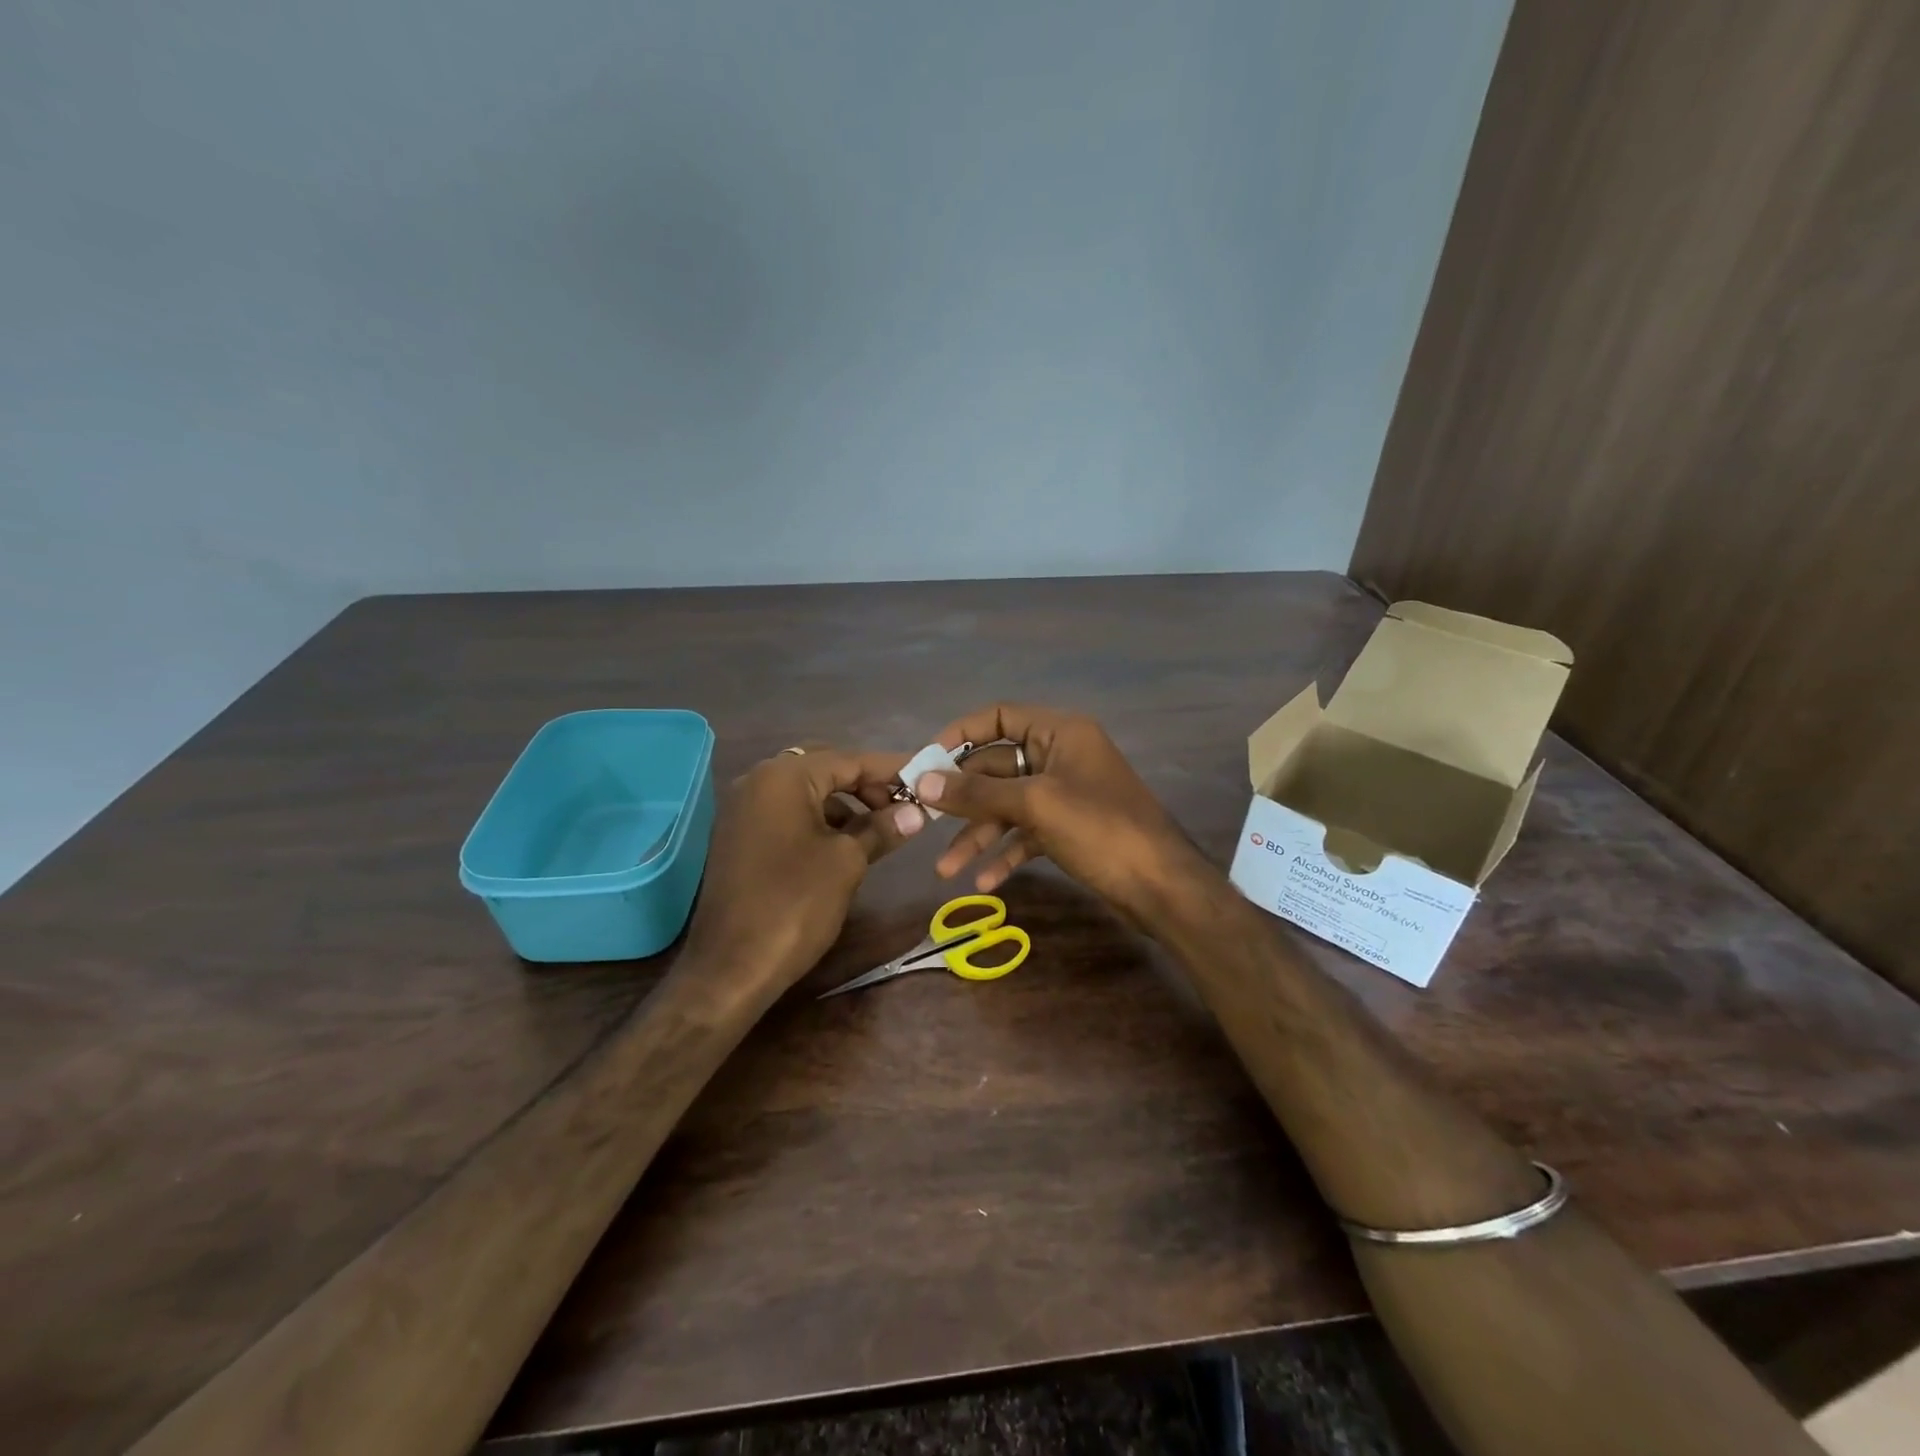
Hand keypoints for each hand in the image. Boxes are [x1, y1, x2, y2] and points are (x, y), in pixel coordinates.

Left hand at [684, 746, 922, 989]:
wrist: (731, 966)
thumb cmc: (795, 904)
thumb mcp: (847, 862)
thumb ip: (882, 828)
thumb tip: (916, 812)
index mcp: (783, 777)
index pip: (849, 759)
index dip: (891, 769)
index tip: (925, 776)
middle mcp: (758, 780)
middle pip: (825, 768)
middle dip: (867, 784)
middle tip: (903, 805)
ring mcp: (744, 808)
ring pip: (806, 791)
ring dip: (845, 803)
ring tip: (881, 827)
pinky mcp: (740, 835)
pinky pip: (788, 812)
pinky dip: (819, 820)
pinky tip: (846, 843)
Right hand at [917, 705, 1204, 925]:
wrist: (1161, 886)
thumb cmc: (1100, 830)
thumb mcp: (1034, 805)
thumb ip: (977, 791)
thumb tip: (922, 780)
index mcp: (1059, 732)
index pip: (998, 717)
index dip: (959, 734)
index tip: (926, 761)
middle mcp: (1061, 756)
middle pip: (998, 767)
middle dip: (963, 799)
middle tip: (923, 820)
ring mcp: (1065, 794)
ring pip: (1009, 806)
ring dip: (978, 835)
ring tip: (946, 870)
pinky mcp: (1069, 829)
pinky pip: (1027, 833)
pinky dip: (1006, 854)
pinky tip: (984, 882)